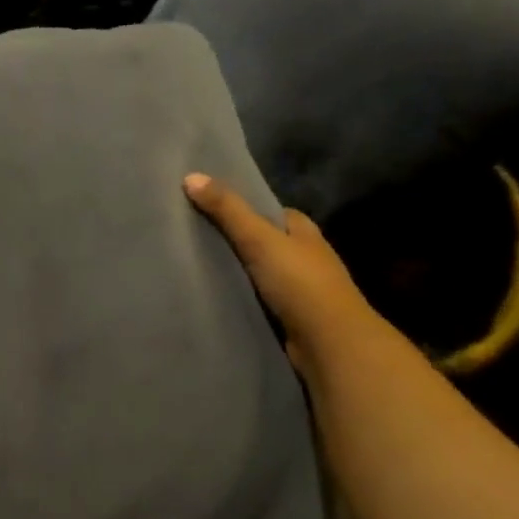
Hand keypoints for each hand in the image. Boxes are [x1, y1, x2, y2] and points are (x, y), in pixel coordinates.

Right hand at [183, 172, 384, 373]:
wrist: (329, 342)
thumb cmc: (299, 283)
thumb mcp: (259, 239)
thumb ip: (227, 210)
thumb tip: (190, 176)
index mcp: (304, 232)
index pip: (271, 213)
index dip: (244, 208)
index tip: (208, 208)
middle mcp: (304, 257)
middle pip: (264, 242)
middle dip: (236, 241)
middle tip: (191, 237)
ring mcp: (298, 290)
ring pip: (259, 273)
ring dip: (236, 272)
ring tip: (193, 267)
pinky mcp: (289, 317)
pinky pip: (257, 300)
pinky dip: (239, 297)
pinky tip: (213, 297)